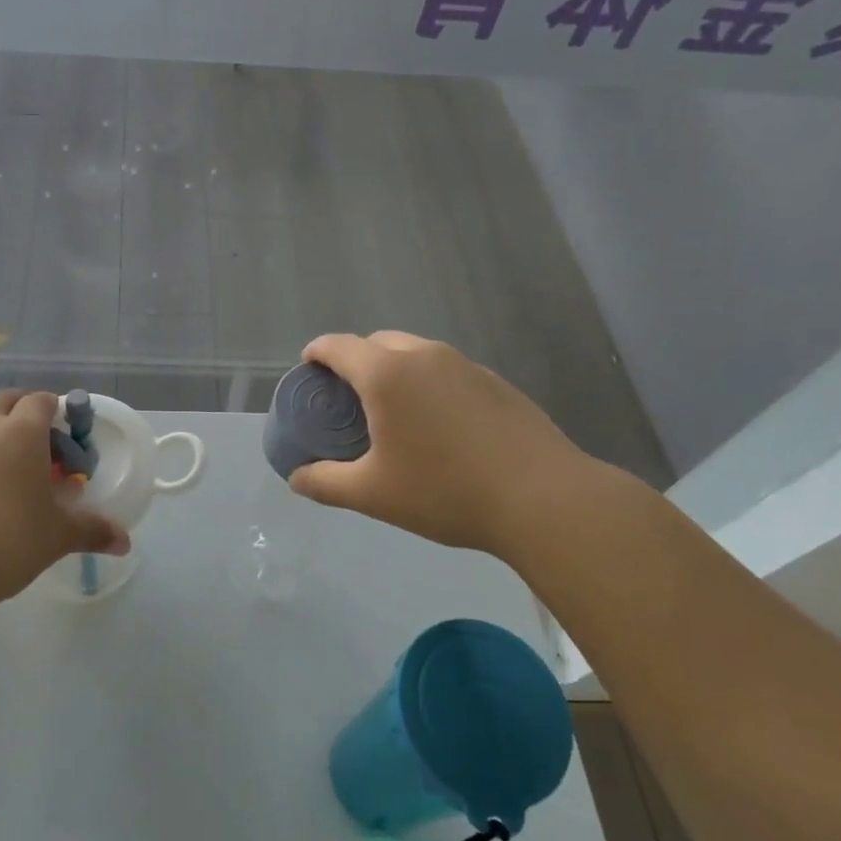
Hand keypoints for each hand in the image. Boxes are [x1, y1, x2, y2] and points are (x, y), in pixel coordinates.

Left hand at [0, 390, 128, 608]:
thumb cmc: (7, 541)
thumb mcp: (57, 536)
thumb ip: (92, 531)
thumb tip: (124, 541)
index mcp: (20, 432)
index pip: (42, 400)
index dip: (58, 413)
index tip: (69, 442)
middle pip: (7, 400)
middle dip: (26, 414)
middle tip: (43, 450)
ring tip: (14, 478)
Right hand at [288, 332, 592, 557]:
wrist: (543, 498)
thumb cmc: (445, 491)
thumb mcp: (373, 494)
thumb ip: (326, 483)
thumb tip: (297, 479)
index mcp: (387, 374)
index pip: (338, 346)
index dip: (316, 354)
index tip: (308, 371)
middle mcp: (424, 356)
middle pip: (377, 342)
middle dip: (355, 361)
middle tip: (348, 399)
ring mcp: (465, 365)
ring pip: (415, 353)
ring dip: (394, 370)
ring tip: (393, 412)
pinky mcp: (495, 381)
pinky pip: (446, 370)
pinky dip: (428, 384)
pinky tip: (440, 426)